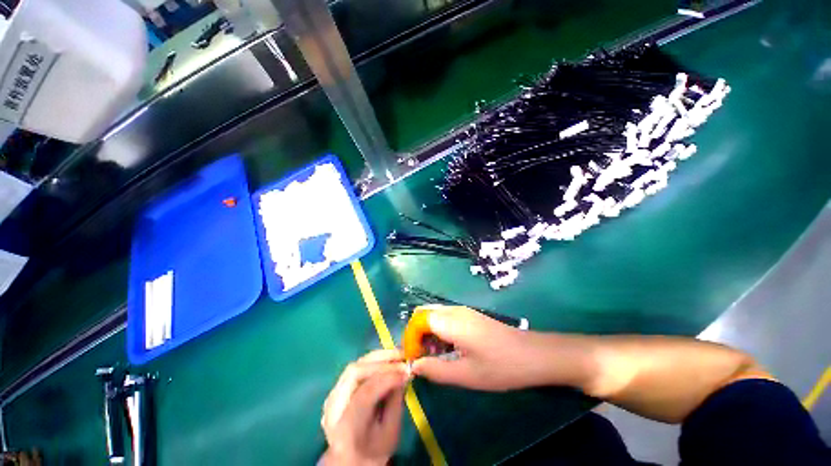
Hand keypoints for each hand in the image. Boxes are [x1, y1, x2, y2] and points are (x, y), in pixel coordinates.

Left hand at [321, 350, 408, 465]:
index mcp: (346, 428)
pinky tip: (387, 360)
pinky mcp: (336, 389)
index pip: (365, 394)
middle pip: (355, 373)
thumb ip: (396, 402)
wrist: (349, 459)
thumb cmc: (374, 450)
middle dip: (382, 361)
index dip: (387, 378)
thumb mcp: (390, 433)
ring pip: (355, 366)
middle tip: (403, 357)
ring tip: (397, 354)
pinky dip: (372, 361)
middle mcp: (333, 408)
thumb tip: (404, 373)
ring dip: (378, 357)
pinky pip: (355, 368)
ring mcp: (332, 396)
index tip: (407, 371)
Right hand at [410, 305, 549, 390]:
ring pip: (434, 315)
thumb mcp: (466, 375)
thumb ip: (435, 370)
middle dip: (417, 334)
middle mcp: (454, 310)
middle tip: (422, 357)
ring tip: (434, 357)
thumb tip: (414, 366)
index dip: (411, 338)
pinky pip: (445, 317)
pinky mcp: (469, 315)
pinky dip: (438, 331)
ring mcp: (463, 311)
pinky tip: (448, 350)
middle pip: (424, 313)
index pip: (418, 320)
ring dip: (427, 333)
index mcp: (452, 321)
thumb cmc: (500, 366)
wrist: (533, 354)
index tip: (413, 359)